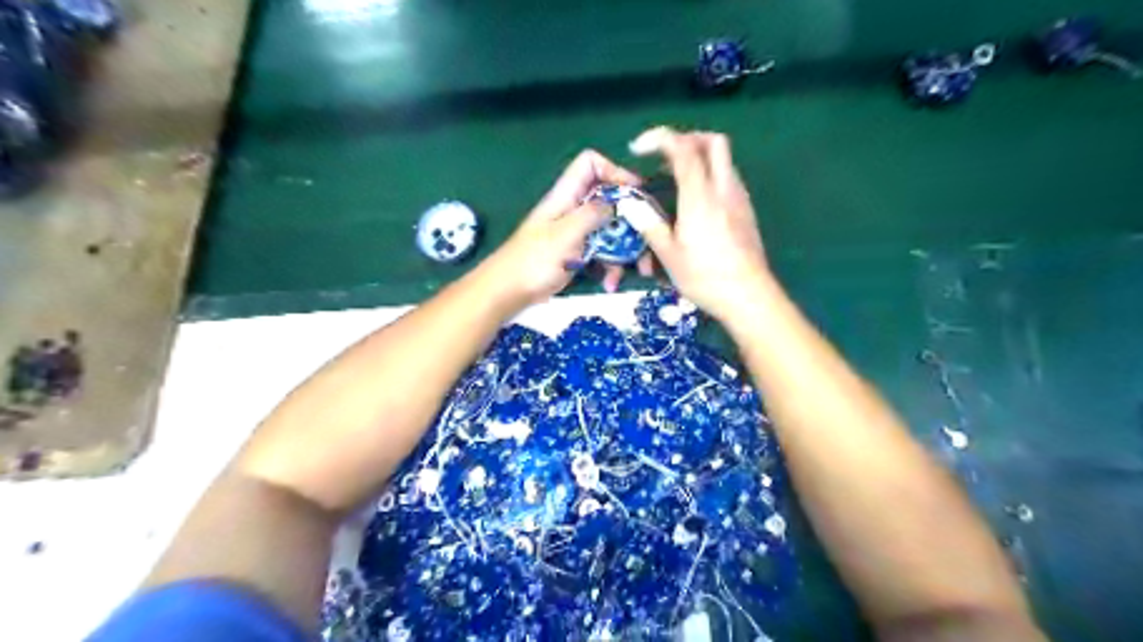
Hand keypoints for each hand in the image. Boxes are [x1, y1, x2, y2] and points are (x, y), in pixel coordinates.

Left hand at [487, 150, 656, 301]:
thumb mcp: (565, 234)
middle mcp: (574, 209)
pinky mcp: (578, 253)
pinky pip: (603, 253)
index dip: (614, 171)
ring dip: (626, 250)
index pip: (591, 164)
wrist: (509, 292)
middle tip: (648, 238)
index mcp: (567, 195)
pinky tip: (611, 284)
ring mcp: (577, 233)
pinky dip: (610, 267)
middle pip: (610, 200)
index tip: (635, 192)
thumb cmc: (533, 260)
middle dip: (631, 220)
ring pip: (611, 229)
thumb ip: (592, 214)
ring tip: (638, 269)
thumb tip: (617, 200)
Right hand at [623, 127, 772, 324]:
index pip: (683, 149)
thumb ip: (649, 224)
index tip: (638, 148)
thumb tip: (630, 204)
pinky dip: (709, 175)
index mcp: (700, 197)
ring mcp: (739, 198)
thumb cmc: (705, 277)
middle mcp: (723, 189)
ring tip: (674, 178)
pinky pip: (728, 178)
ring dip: (699, 156)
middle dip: (686, 138)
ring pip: (724, 159)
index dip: (659, 139)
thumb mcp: (669, 255)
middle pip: (713, 142)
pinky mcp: (746, 211)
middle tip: (664, 155)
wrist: (749, 296)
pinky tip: (695, 201)